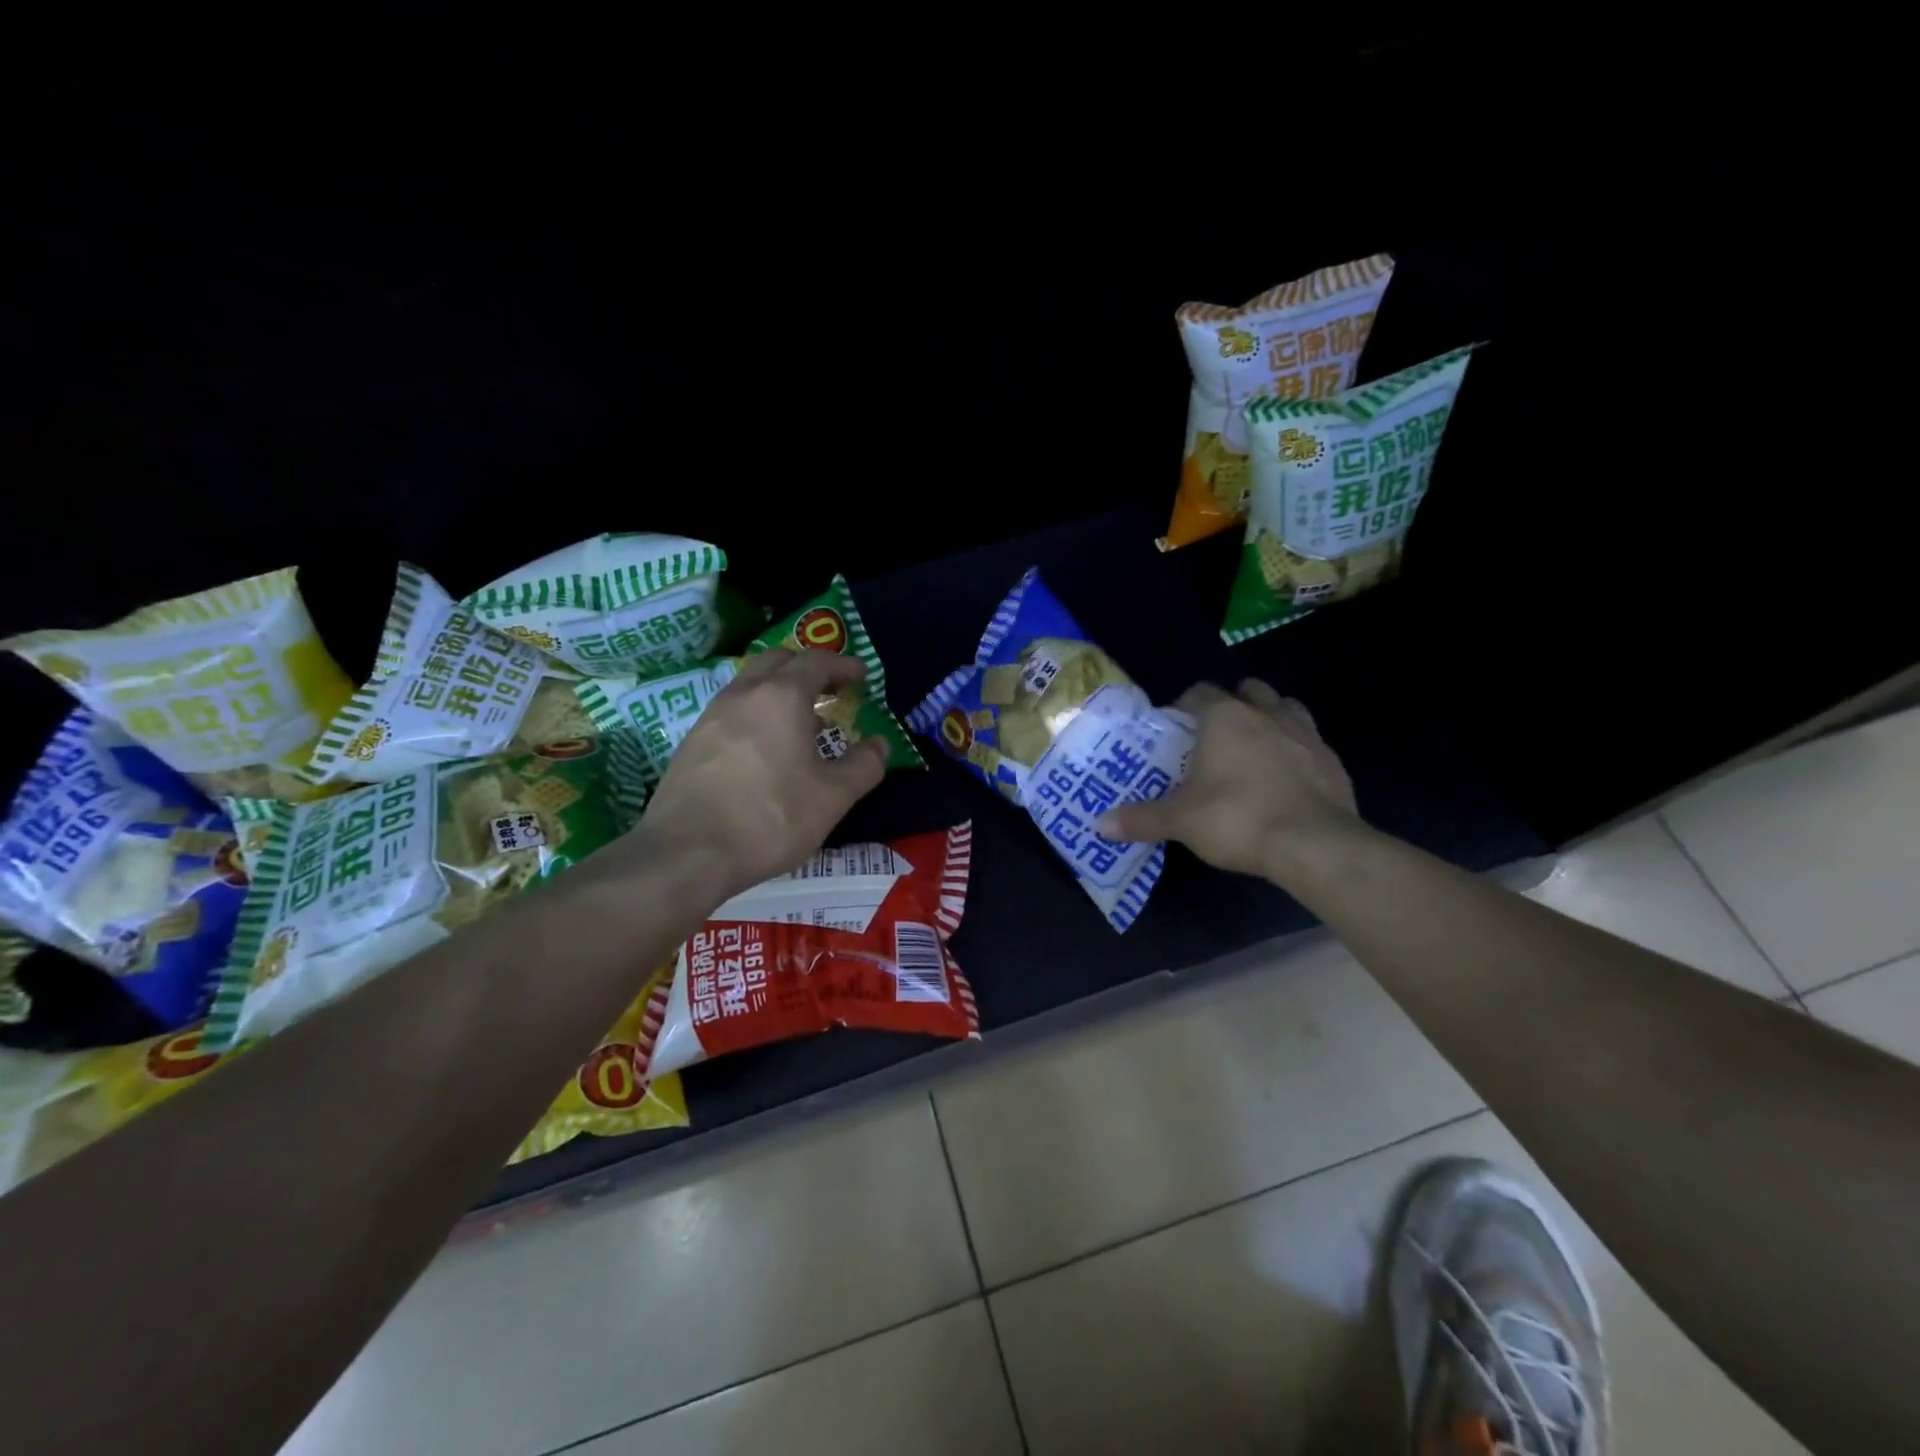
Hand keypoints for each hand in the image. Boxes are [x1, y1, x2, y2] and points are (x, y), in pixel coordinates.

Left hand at [631, 650, 888, 902]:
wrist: (687, 853)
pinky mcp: (692, 742)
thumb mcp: (833, 797)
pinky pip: (732, 709)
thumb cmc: (770, 817)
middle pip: (778, 661)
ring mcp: (712, 716)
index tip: (861, 676)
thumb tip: (879, 744)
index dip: (843, 665)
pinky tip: (766, 748)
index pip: (816, 661)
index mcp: (781, 697)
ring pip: (751, 684)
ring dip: (780, 690)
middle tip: (831, 690)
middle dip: (808, 668)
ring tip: (802, 722)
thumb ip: (863, 766)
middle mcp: (743, 694)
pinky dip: (757, 712)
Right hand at [1098, 679, 1358, 881]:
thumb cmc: (1237, 818)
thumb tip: (1099, 825)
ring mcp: (1305, 733)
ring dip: (1270, 718)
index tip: (1176, 728)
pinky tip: (1286, 778)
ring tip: (1255, 749)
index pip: (1200, 692)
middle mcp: (1266, 713)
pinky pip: (1310, 741)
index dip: (1185, 705)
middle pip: (1248, 690)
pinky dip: (1296, 750)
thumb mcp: (1180, 821)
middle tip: (1216, 735)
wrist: (1314, 844)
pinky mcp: (1332, 759)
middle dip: (1233, 704)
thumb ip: (1140, 819)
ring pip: (1285, 707)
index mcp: (1225, 717)